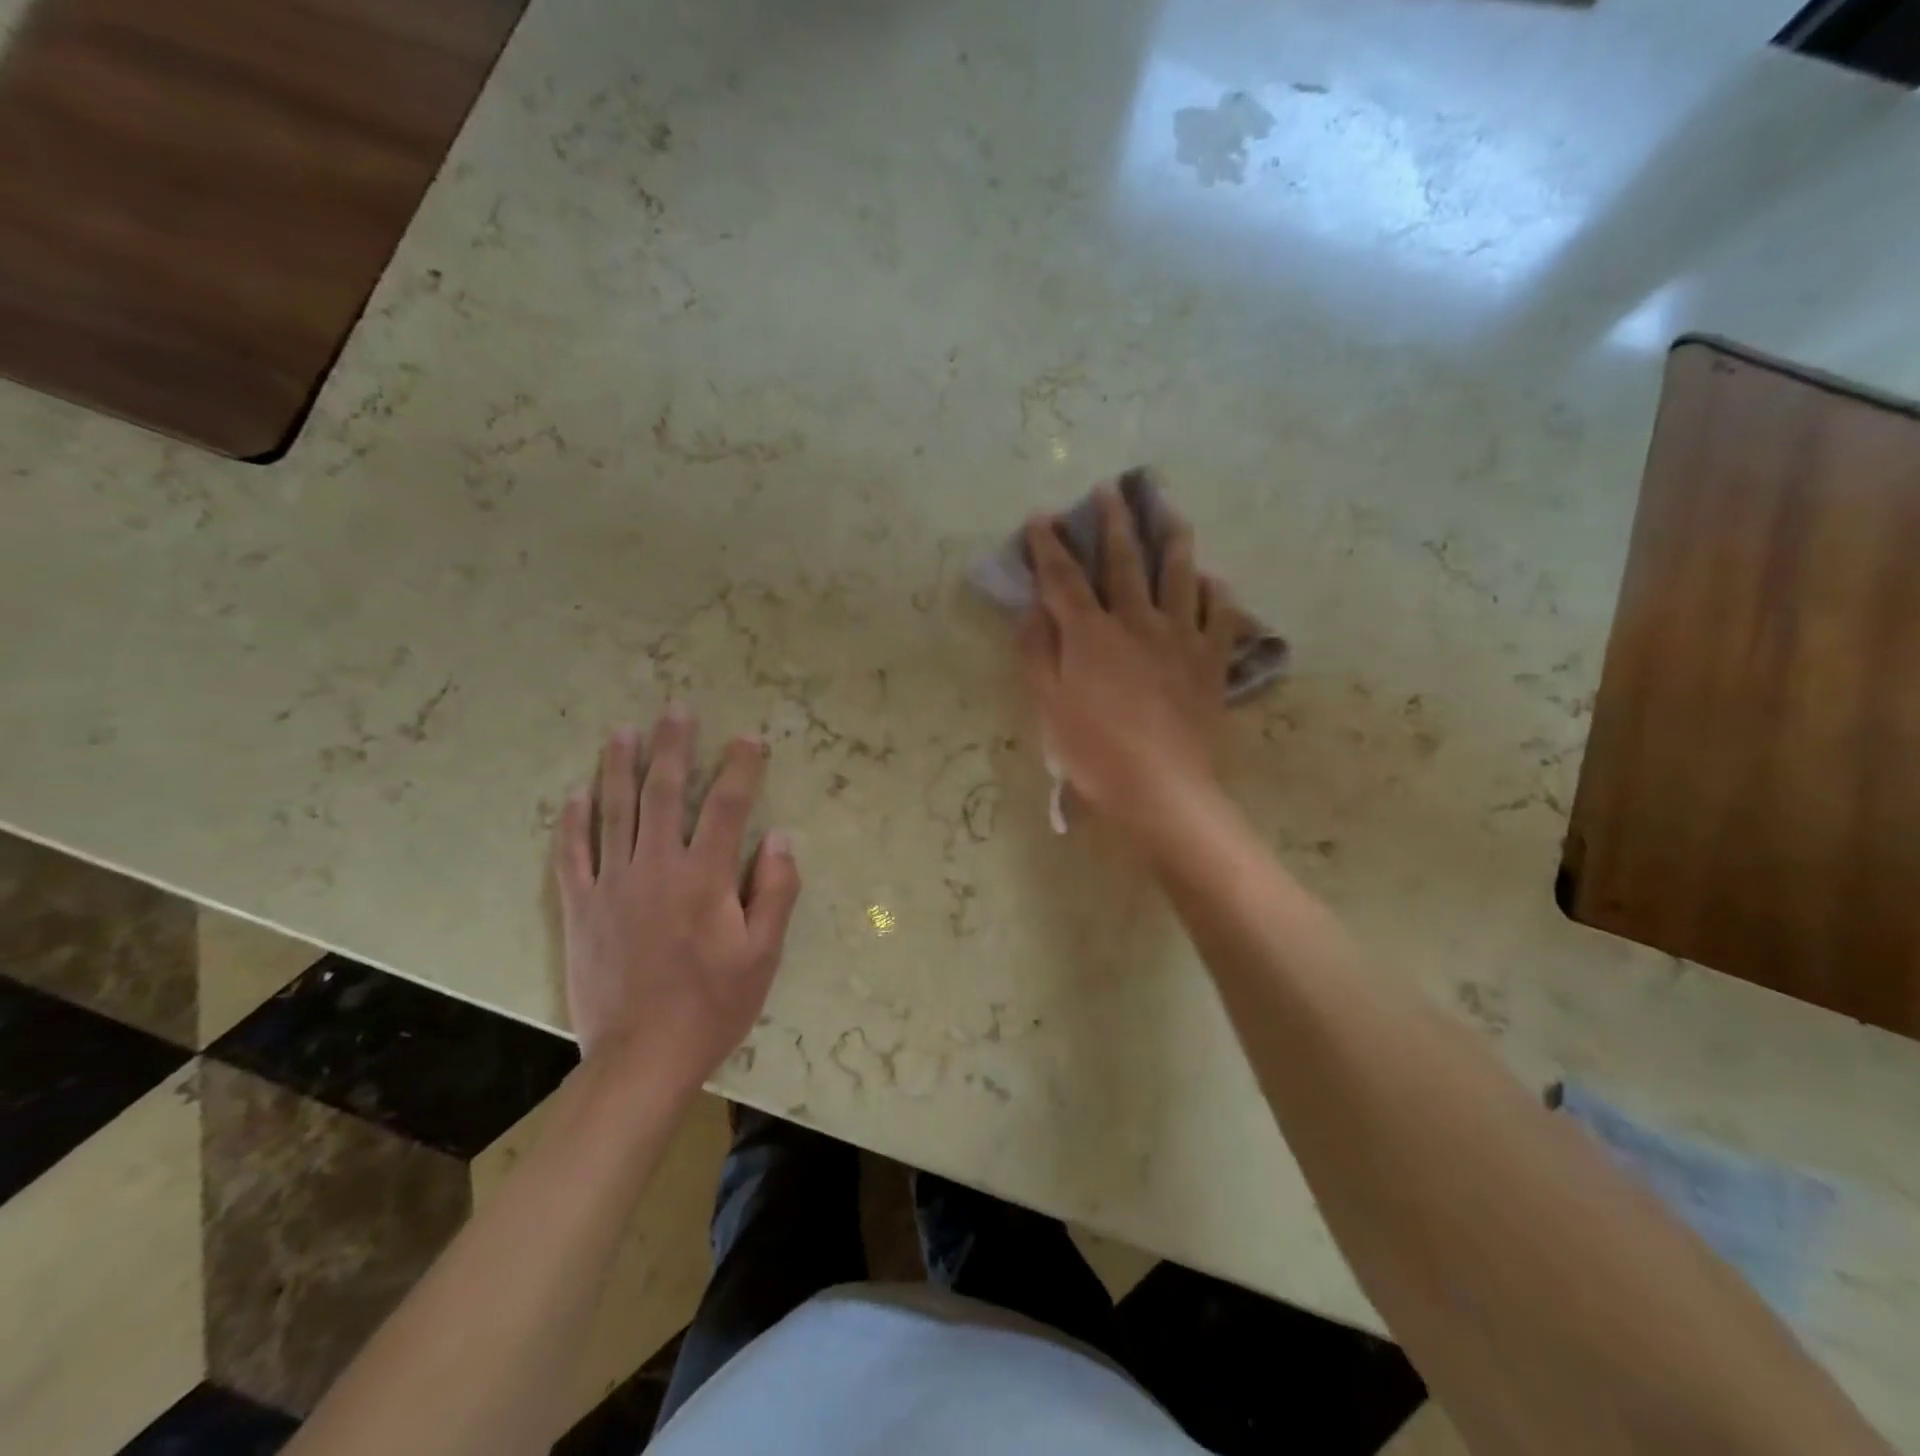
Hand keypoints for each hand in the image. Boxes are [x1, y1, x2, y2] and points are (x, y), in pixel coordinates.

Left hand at [552, 707, 801, 1091]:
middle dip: (674, 747)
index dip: (741, 767)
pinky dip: (573, 821)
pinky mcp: (580, 908)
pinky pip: (572, 854)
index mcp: (705, 878)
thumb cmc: (713, 1005)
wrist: (640, 1059)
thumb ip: (776, 891)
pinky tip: (576, 794)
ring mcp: (612, 886)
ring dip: (620, 767)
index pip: (727, 806)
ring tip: (624, 731)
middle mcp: (656, 868)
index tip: (749, 738)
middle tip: (676, 709)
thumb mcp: (764, 955)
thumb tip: (782, 837)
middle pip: (665, 794)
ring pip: (615, 812)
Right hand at [1019, 486, 1237, 844]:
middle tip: (1111, 490)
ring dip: (1172, 538)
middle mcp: (1136, 621)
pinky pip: (1220, 615)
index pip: (1063, 578)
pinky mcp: (1211, 661)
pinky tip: (1212, 580)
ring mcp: (1180, 638)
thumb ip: (1037, 652)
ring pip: (1178, 574)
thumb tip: (1034, 608)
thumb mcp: (1047, 706)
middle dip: (1113, 522)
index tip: (1040, 518)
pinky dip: (1215, 592)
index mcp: (1090, 634)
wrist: (1160, 788)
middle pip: (1124, 561)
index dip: (1049, 546)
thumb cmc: (1093, 752)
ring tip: (1170, 512)